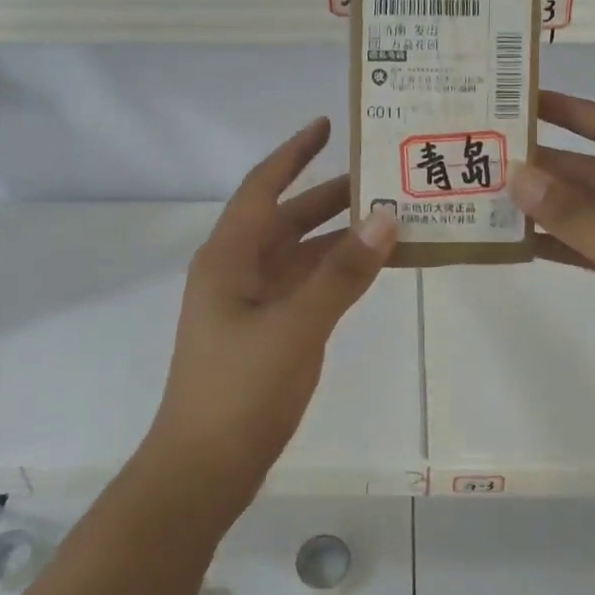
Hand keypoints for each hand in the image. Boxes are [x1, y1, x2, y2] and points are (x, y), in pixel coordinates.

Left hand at [146, 117, 397, 516]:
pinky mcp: (268, 332)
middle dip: (330, 195)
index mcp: (229, 257)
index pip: (263, 187)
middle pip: (287, 218)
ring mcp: (252, 303)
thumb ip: (341, 274)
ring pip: (301, 255)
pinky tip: (372, 269)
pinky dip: (338, 274)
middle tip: (381, 174)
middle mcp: (238, 271)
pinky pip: (308, 287)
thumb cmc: (239, 391)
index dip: (293, 153)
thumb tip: (386, 219)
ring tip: (391, 217)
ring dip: (340, 236)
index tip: (328, 125)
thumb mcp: (294, 327)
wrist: (204, 469)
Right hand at [510, 91, 594, 441]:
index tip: (520, 99)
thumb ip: (575, 217)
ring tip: (491, 198)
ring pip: (592, 212)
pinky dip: (563, 243)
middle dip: (546, 166)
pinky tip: (521, 243)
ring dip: (549, 207)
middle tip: (487, 159)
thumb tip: (518, 174)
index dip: (567, 110)